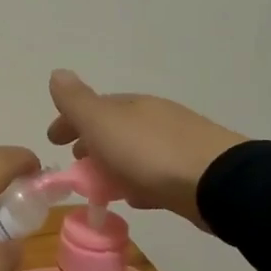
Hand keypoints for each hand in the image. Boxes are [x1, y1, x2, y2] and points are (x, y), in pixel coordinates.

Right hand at [46, 70, 245, 229]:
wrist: (217, 183)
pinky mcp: (192, 172)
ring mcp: (177, 144)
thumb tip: (57, 73)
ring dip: (114, 164)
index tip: (53, 141)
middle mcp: (155, 118)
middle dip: (92, 143)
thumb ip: (76, 101)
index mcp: (131, 104)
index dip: (69, 121)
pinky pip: (154, 173)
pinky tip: (135, 198)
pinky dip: (137, 181)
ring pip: (134, 151)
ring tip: (101, 186)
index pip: (92, 106)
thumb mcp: (102, 123)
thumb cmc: (149, 152)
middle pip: (114, 128)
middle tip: (76, 163)